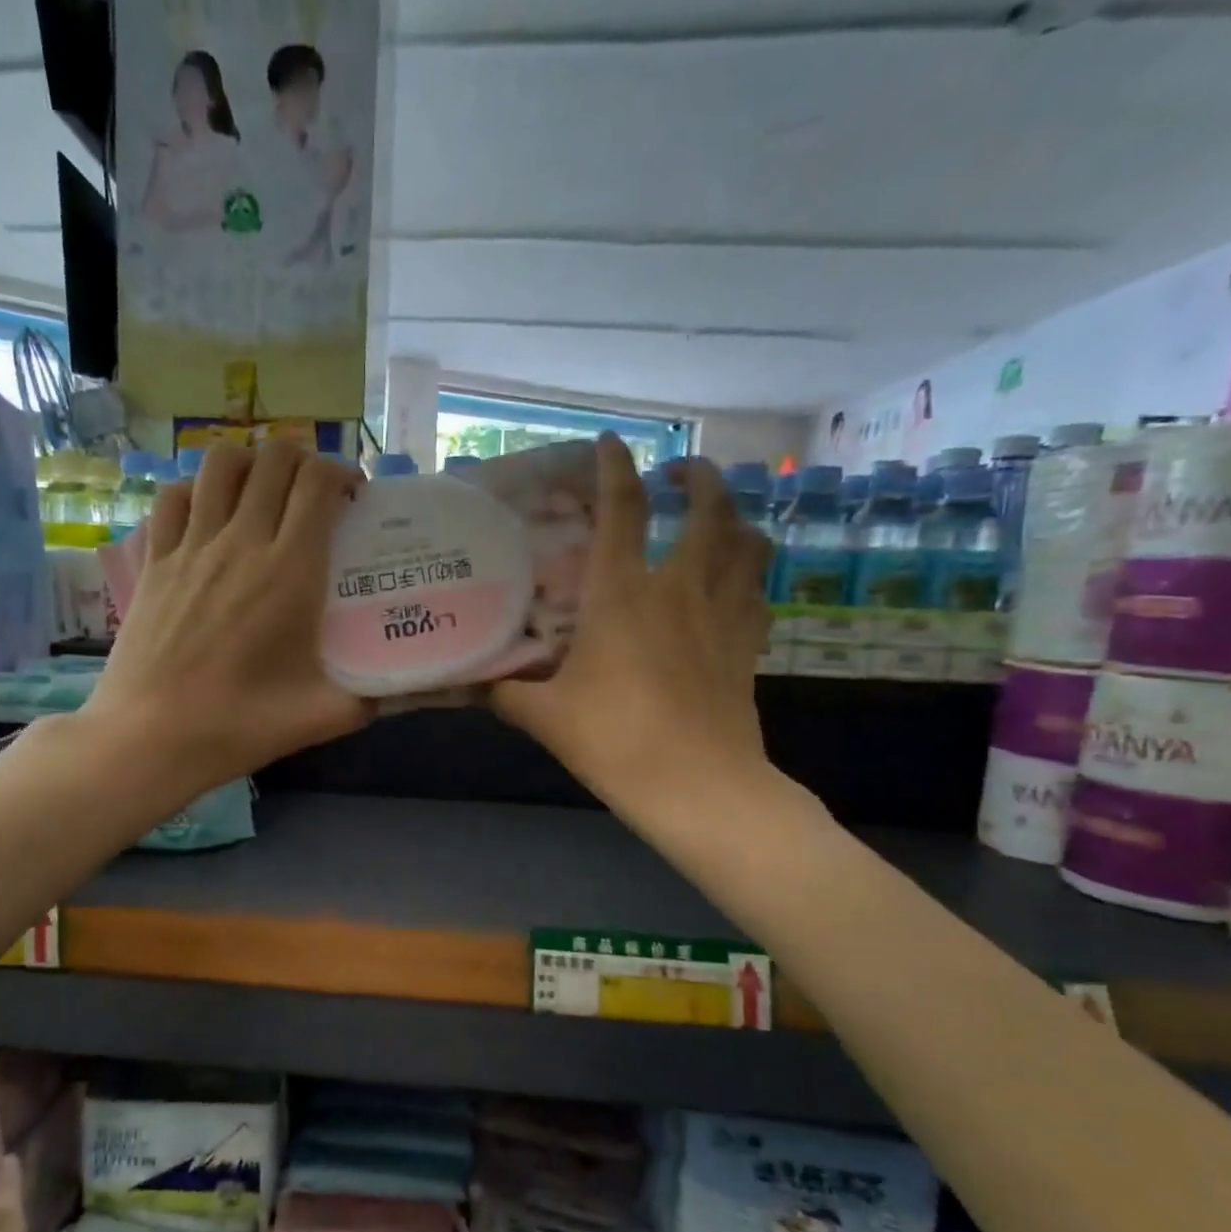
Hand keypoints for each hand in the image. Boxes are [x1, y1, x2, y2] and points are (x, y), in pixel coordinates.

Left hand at [87, 439, 370, 790]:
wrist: (150, 739)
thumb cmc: (241, 725)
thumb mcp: (326, 715)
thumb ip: (377, 696)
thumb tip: (407, 686)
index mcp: (290, 570)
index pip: (318, 483)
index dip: (342, 474)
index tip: (354, 499)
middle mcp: (241, 541)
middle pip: (273, 459)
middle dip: (303, 460)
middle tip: (315, 493)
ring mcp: (190, 546)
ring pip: (220, 464)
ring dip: (250, 463)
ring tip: (263, 491)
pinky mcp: (153, 561)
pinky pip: (173, 497)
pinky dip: (197, 489)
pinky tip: (208, 513)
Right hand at [490, 435, 777, 812]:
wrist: (698, 787)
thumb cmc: (615, 741)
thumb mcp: (545, 716)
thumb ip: (505, 692)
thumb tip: (471, 683)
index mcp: (623, 595)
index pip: (623, 511)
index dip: (616, 469)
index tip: (610, 444)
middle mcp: (680, 589)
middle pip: (708, 510)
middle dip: (699, 478)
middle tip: (681, 472)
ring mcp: (723, 615)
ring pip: (749, 544)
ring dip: (736, 519)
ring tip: (719, 518)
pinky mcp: (749, 646)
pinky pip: (759, 594)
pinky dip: (749, 577)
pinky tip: (735, 585)